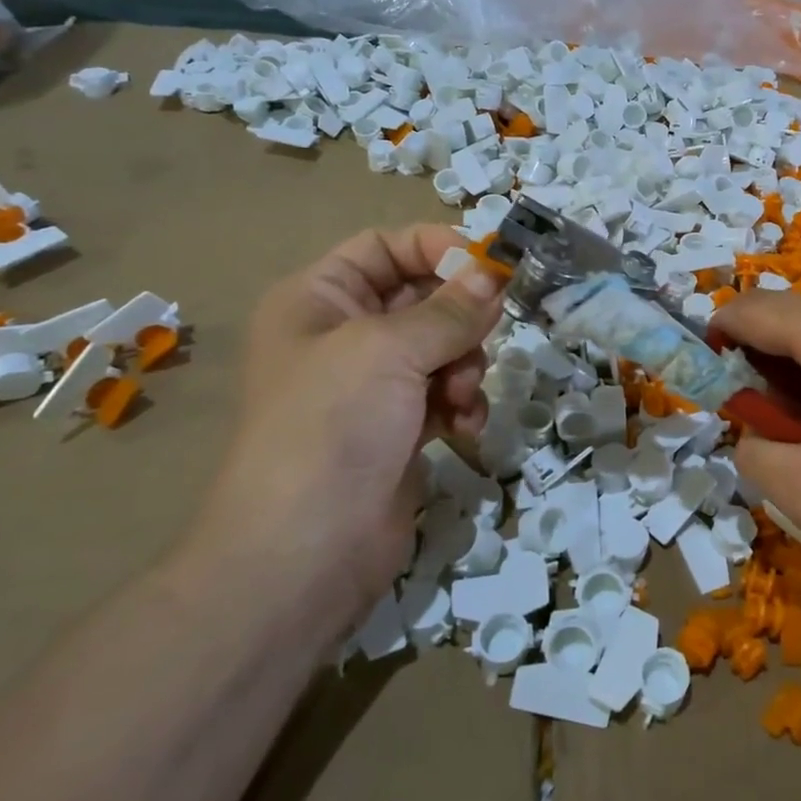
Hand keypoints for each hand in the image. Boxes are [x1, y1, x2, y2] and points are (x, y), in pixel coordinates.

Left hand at [185, 227, 504, 635]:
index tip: (489, 265)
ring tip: (461, 394)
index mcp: (318, 299)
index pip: (385, 247)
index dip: (436, 247)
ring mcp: (371, 385)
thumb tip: (495, 273)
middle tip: (487, 330)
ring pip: (441, 346)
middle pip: (421, 297)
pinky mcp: (397, 427)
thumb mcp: (389, 350)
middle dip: (458, 317)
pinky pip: (444, 392)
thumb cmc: (333, 426)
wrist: (306, 553)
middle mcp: (342, 335)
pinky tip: (464, 426)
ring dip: (464, 364)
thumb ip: (450, 308)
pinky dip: (461, 403)